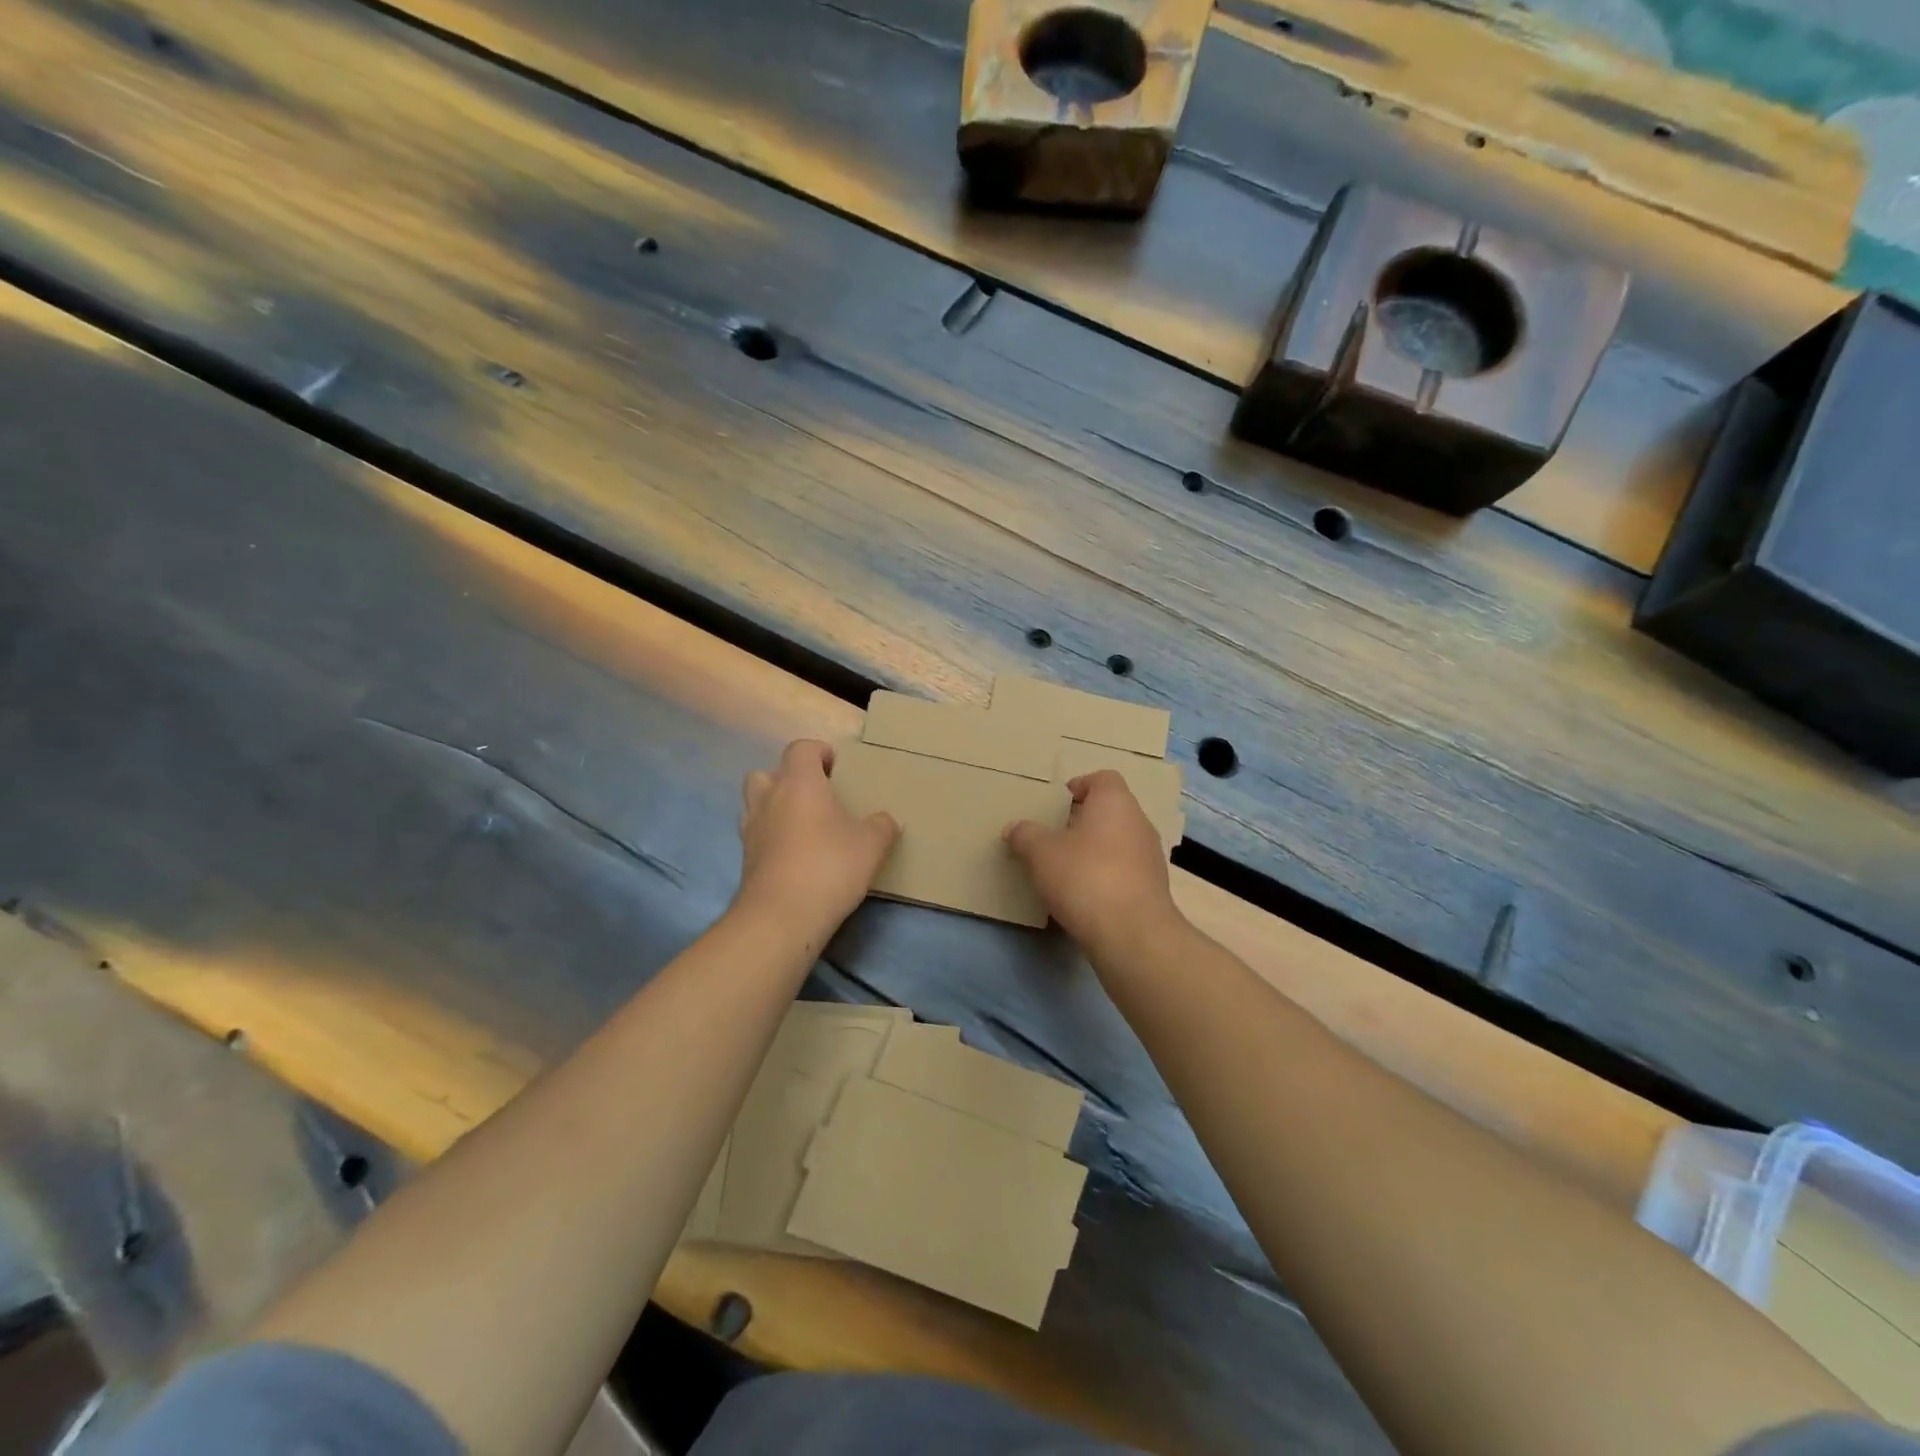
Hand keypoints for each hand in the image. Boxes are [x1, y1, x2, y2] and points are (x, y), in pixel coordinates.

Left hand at [735, 739, 898, 933]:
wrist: (782, 916)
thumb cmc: (829, 865)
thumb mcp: (872, 844)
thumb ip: (882, 825)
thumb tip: (885, 820)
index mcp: (799, 782)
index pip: (801, 748)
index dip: (818, 752)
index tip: (836, 767)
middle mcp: (769, 798)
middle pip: (767, 772)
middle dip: (788, 778)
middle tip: (815, 796)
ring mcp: (752, 829)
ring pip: (756, 802)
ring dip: (775, 806)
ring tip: (803, 825)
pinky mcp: (746, 859)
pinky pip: (757, 834)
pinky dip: (772, 837)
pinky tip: (795, 855)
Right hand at [1004, 770, 1181, 953]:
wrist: (1132, 935)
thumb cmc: (1085, 877)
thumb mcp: (1041, 853)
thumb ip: (1025, 835)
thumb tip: (1014, 828)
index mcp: (1115, 802)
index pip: (1102, 778)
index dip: (1078, 786)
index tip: (1056, 806)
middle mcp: (1139, 822)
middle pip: (1109, 811)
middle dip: (1082, 822)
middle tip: (1053, 838)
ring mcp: (1150, 856)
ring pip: (1118, 842)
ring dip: (1094, 851)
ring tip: (1065, 869)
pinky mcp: (1153, 888)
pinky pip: (1124, 871)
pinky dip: (1106, 876)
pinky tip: (1084, 896)